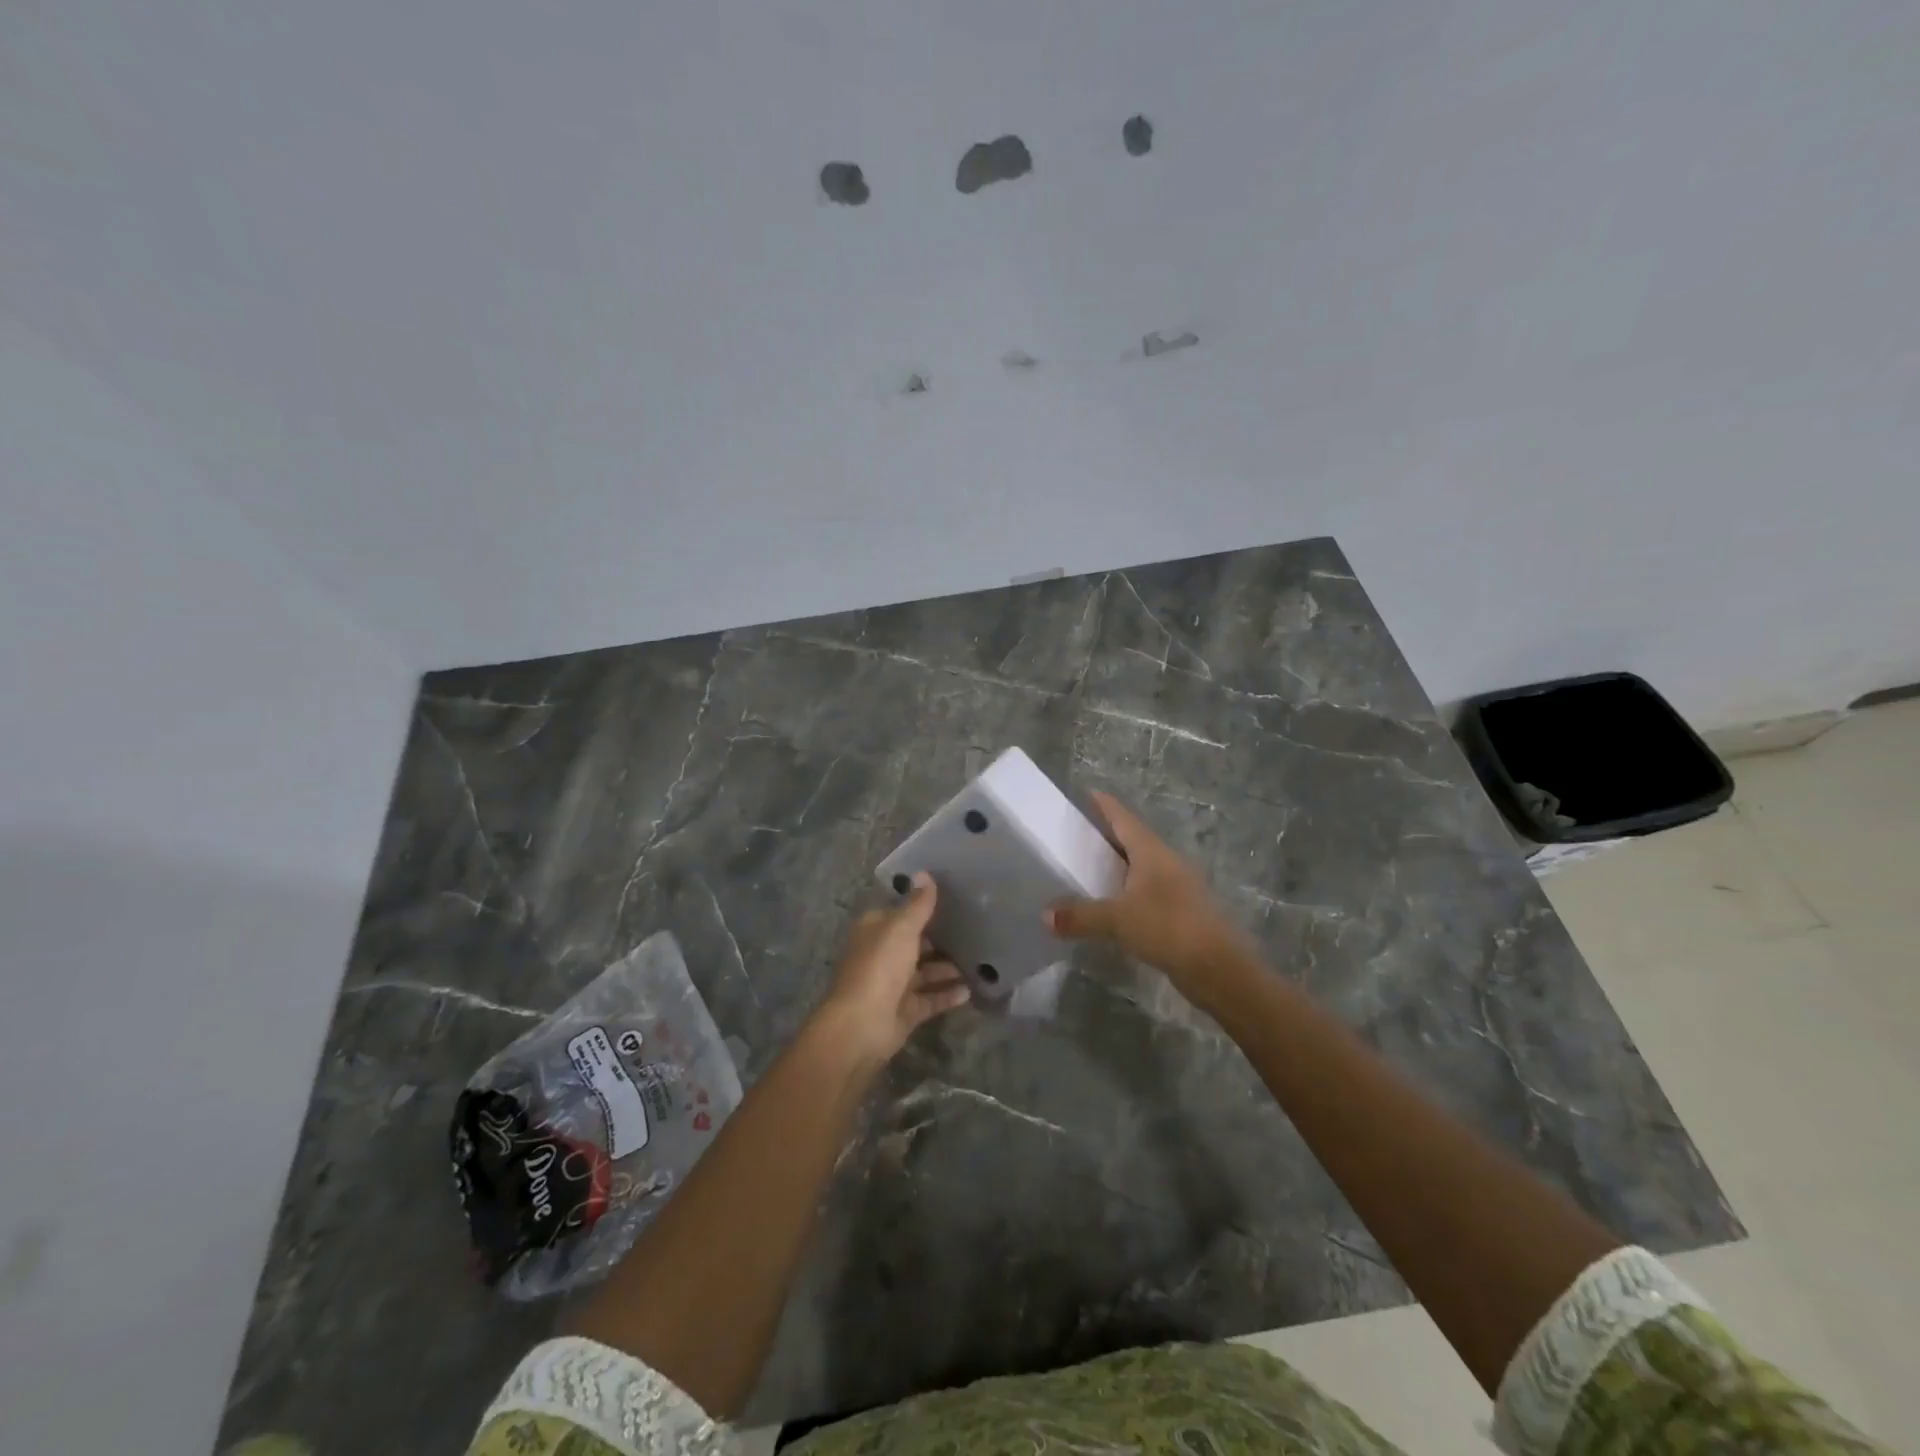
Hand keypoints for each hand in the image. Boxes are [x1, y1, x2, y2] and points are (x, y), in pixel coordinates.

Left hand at [818, 873, 969, 1062]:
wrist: (862, 1026)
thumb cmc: (879, 967)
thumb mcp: (901, 928)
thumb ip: (917, 904)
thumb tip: (924, 873)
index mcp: (875, 930)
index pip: (901, 912)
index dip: (923, 905)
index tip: (954, 899)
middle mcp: (883, 954)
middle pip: (915, 943)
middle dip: (941, 938)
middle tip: (976, 929)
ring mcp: (893, 985)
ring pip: (925, 972)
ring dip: (948, 968)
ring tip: (980, 960)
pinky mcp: (905, 1011)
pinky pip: (931, 999)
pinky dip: (948, 994)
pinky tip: (971, 990)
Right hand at [1045, 791, 1253, 1009]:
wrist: (1219, 968)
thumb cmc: (1168, 928)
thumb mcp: (1117, 920)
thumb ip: (1080, 915)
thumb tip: (1044, 915)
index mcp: (1151, 852)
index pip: (1123, 818)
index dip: (1104, 805)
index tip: (1086, 793)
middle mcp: (1166, 862)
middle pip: (1133, 839)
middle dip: (1107, 835)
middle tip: (1076, 834)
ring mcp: (1178, 886)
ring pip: (1142, 866)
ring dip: (1118, 865)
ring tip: (1089, 868)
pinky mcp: (1181, 911)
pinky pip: (1148, 891)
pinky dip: (1128, 891)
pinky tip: (1113, 905)